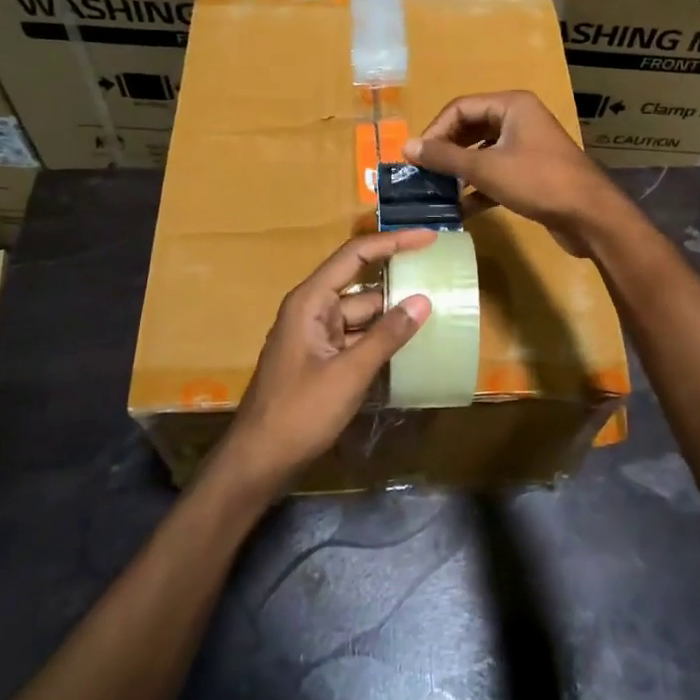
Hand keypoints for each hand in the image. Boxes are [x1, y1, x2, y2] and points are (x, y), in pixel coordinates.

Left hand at [221, 230, 434, 487]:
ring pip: (361, 316)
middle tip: (440, 278)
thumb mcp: (349, 373)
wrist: (259, 461)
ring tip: (436, 312)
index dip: (393, 243)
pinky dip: (380, 341)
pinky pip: (356, 340)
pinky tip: (410, 347)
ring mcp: (315, 337)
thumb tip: (423, 300)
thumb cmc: (300, 412)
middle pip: (361, 286)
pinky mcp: (321, 361)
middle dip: (398, 283)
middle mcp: (312, 311)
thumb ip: (387, 335)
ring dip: (392, 316)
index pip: (355, 256)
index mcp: (310, 301)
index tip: (428, 238)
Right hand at [404, 90, 627, 256]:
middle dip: (446, 151)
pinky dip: (478, 188)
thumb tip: (406, 146)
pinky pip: (496, 173)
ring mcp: (527, 147)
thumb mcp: (486, 168)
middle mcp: (520, 119)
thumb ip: (445, 157)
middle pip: (470, 128)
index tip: (416, 157)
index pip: (460, 108)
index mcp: (512, 105)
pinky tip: (461, 209)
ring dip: (460, 172)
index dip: (435, 130)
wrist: (590, 217)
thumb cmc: (538, 182)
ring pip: (482, 153)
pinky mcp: (531, 173)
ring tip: (437, 191)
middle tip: (423, 174)